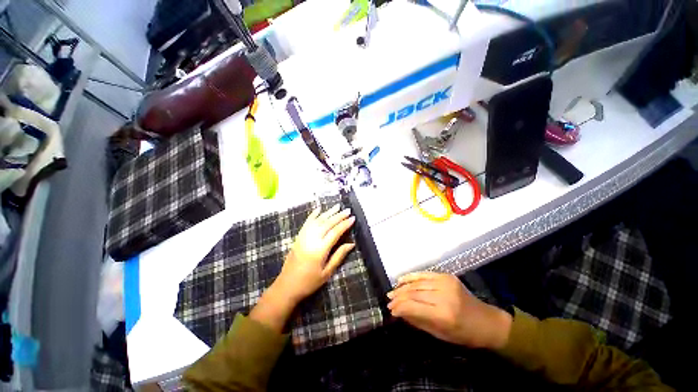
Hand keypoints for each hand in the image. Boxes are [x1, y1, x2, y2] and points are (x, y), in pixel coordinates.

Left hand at [250, 204, 355, 331]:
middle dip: (339, 216)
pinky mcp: (298, 237)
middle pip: (327, 224)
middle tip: (348, 210)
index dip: (344, 224)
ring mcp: (303, 237)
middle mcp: (311, 240)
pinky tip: (318, 209)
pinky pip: (306, 223)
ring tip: (337, 206)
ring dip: (328, 212)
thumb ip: (339, 256)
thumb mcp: (327, 272)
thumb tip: (351, 244)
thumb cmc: (309, 282)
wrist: (287, 286)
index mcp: (320, 250)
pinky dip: (313, 215)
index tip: (352, 218)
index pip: (335, 232)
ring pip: (318, 221)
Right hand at [387, 272, 511, 349]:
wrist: (487, 321)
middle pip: (414, 293)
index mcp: (444, 315)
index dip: (399, 307)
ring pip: (417, 283)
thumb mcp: (439, 334)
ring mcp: (446, 283)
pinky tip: (401, 280)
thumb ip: (417, 321)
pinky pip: (424, 274)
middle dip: (399, 297)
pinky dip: (411, 277)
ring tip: (392, 292)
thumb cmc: (464, 334)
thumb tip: (399, 312)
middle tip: (388, 300)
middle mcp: (444, 296)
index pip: (414, 307)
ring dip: (402, 287)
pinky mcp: (447, 276)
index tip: (390, 310)